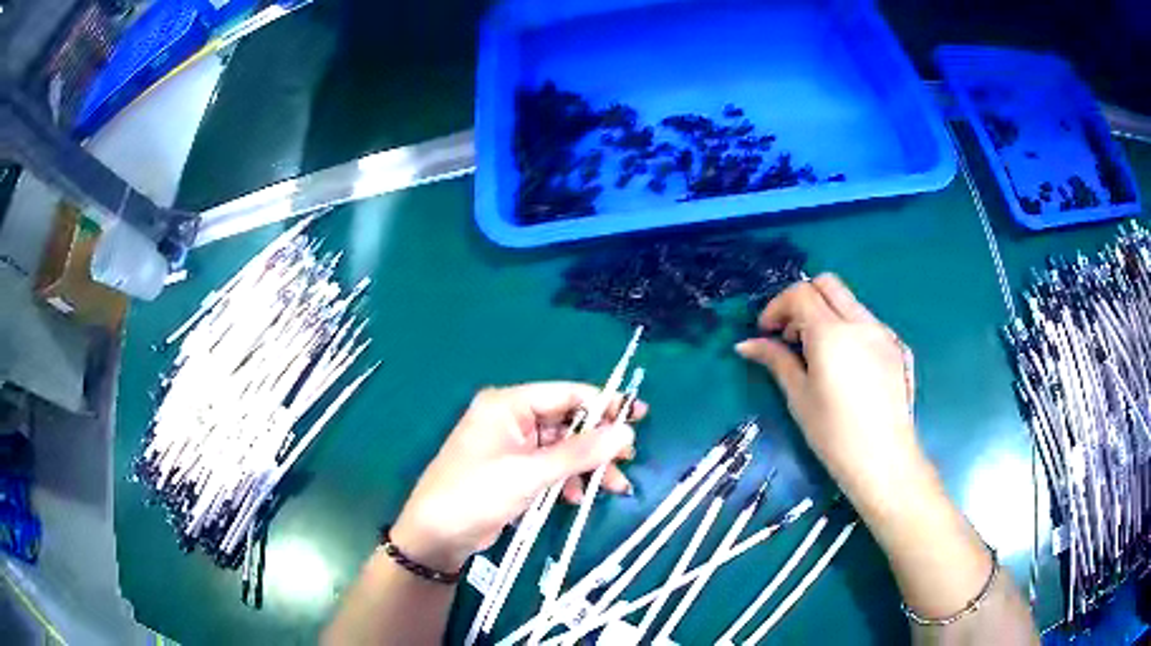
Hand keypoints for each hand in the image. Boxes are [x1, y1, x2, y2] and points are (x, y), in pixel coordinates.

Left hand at [392, 382, 644, 571]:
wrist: (437, 535)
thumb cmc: (477, 493)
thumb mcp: (531, 473)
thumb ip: (580, 452)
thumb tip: (626, 432)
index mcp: (508, 405)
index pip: (566, 394)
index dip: (604, 404)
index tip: (639, 416)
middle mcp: (511, 420)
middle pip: (567, 423)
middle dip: (598, 443)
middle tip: (629, 458)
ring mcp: (512, 447)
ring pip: (562, 449)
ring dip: (587, 467)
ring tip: (616, 486)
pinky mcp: (513, 472)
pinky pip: (550, 468)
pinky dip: (567, 480)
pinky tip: (579, 497)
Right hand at [736, 274, 923, 500]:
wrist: (884, 460)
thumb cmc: (834, 434)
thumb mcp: (799, 397)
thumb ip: (775, 360)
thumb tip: (746, 345)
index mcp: (832, 333)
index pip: (800, 293)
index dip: (777, 306)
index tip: (766, 332)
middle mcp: (860, 322)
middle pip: (827, 284)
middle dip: (802, 299)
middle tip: (790, 334)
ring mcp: (882, 332)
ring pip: (849, 301)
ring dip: (826, 312)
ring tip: (816, 352)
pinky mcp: (896, 346)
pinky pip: (866, 321)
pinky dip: (847, 327)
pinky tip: (844, 363)